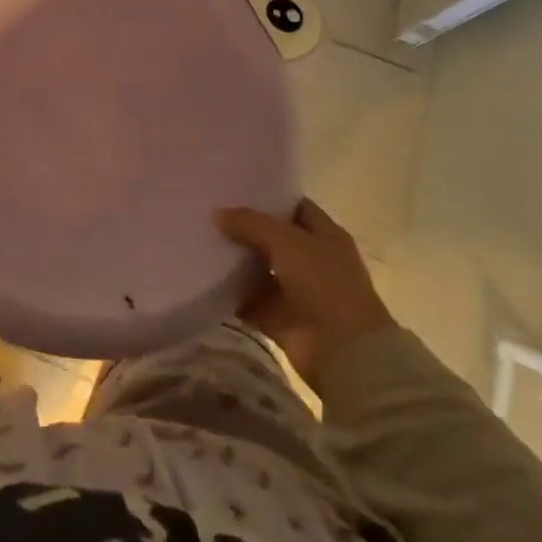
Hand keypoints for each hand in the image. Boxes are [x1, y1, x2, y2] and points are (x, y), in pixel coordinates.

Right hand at [215, 198, 395, 391]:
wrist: (343, 352)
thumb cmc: (323, 284)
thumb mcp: (286, 241)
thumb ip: (250, 223)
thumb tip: (217, 214)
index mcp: (325, 235)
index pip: (294, 207)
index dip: (268, 197)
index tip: (234, 188)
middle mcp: (311, 260)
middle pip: (272, 238)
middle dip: (244, 228)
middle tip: (208, 213)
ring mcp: (295, 291)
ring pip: (258, 269)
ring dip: (234, 262)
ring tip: (199, 241)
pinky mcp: (279, 318)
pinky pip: (249, 300)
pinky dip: (230, 294)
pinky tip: (203, 278)